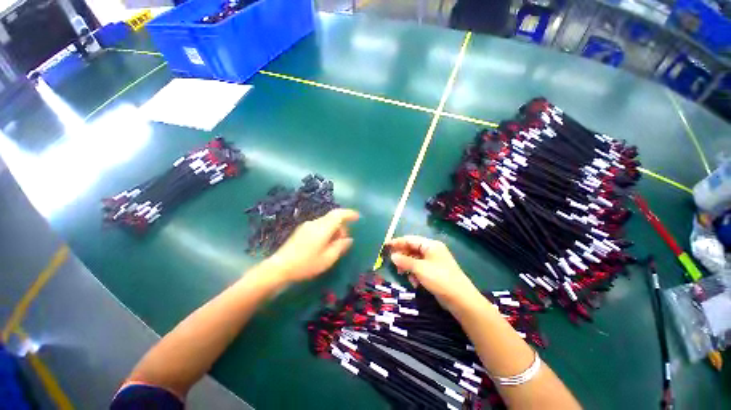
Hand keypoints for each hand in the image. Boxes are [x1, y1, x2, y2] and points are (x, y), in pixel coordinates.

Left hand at [267, 209, 359, 283]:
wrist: (279, 267)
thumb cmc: (306, 264)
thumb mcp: (327, 259)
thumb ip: (340, 247)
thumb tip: (349, 239)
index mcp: (322, 228)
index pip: (338, 214)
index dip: (349, 214)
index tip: (358, 217)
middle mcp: (315, 223)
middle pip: (333, 218)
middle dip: (342, 226)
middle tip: (344, 241)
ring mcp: (307, 225)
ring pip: (326, 222)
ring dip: (334, 229)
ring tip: (334, 245)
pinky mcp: (301, 230)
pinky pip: (319, 226)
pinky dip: (326, 231)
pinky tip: (323, 244)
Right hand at [387, 235, 481, 309]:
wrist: (461, 300)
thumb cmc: (440, 279)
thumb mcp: (420, 269)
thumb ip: (405, 261)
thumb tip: (392, 256)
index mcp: (430, 245)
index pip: (410, 239)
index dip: (397, 242)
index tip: (386, 246)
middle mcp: (432, 251)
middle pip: (412, 249)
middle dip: (402, 256)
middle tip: (392, 263)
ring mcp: (433, 262)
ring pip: (414, 260)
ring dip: (407, 266)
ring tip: (402, 274)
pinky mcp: (434, 272)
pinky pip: (419, 269)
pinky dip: (414, 274)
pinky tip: (414, 282)